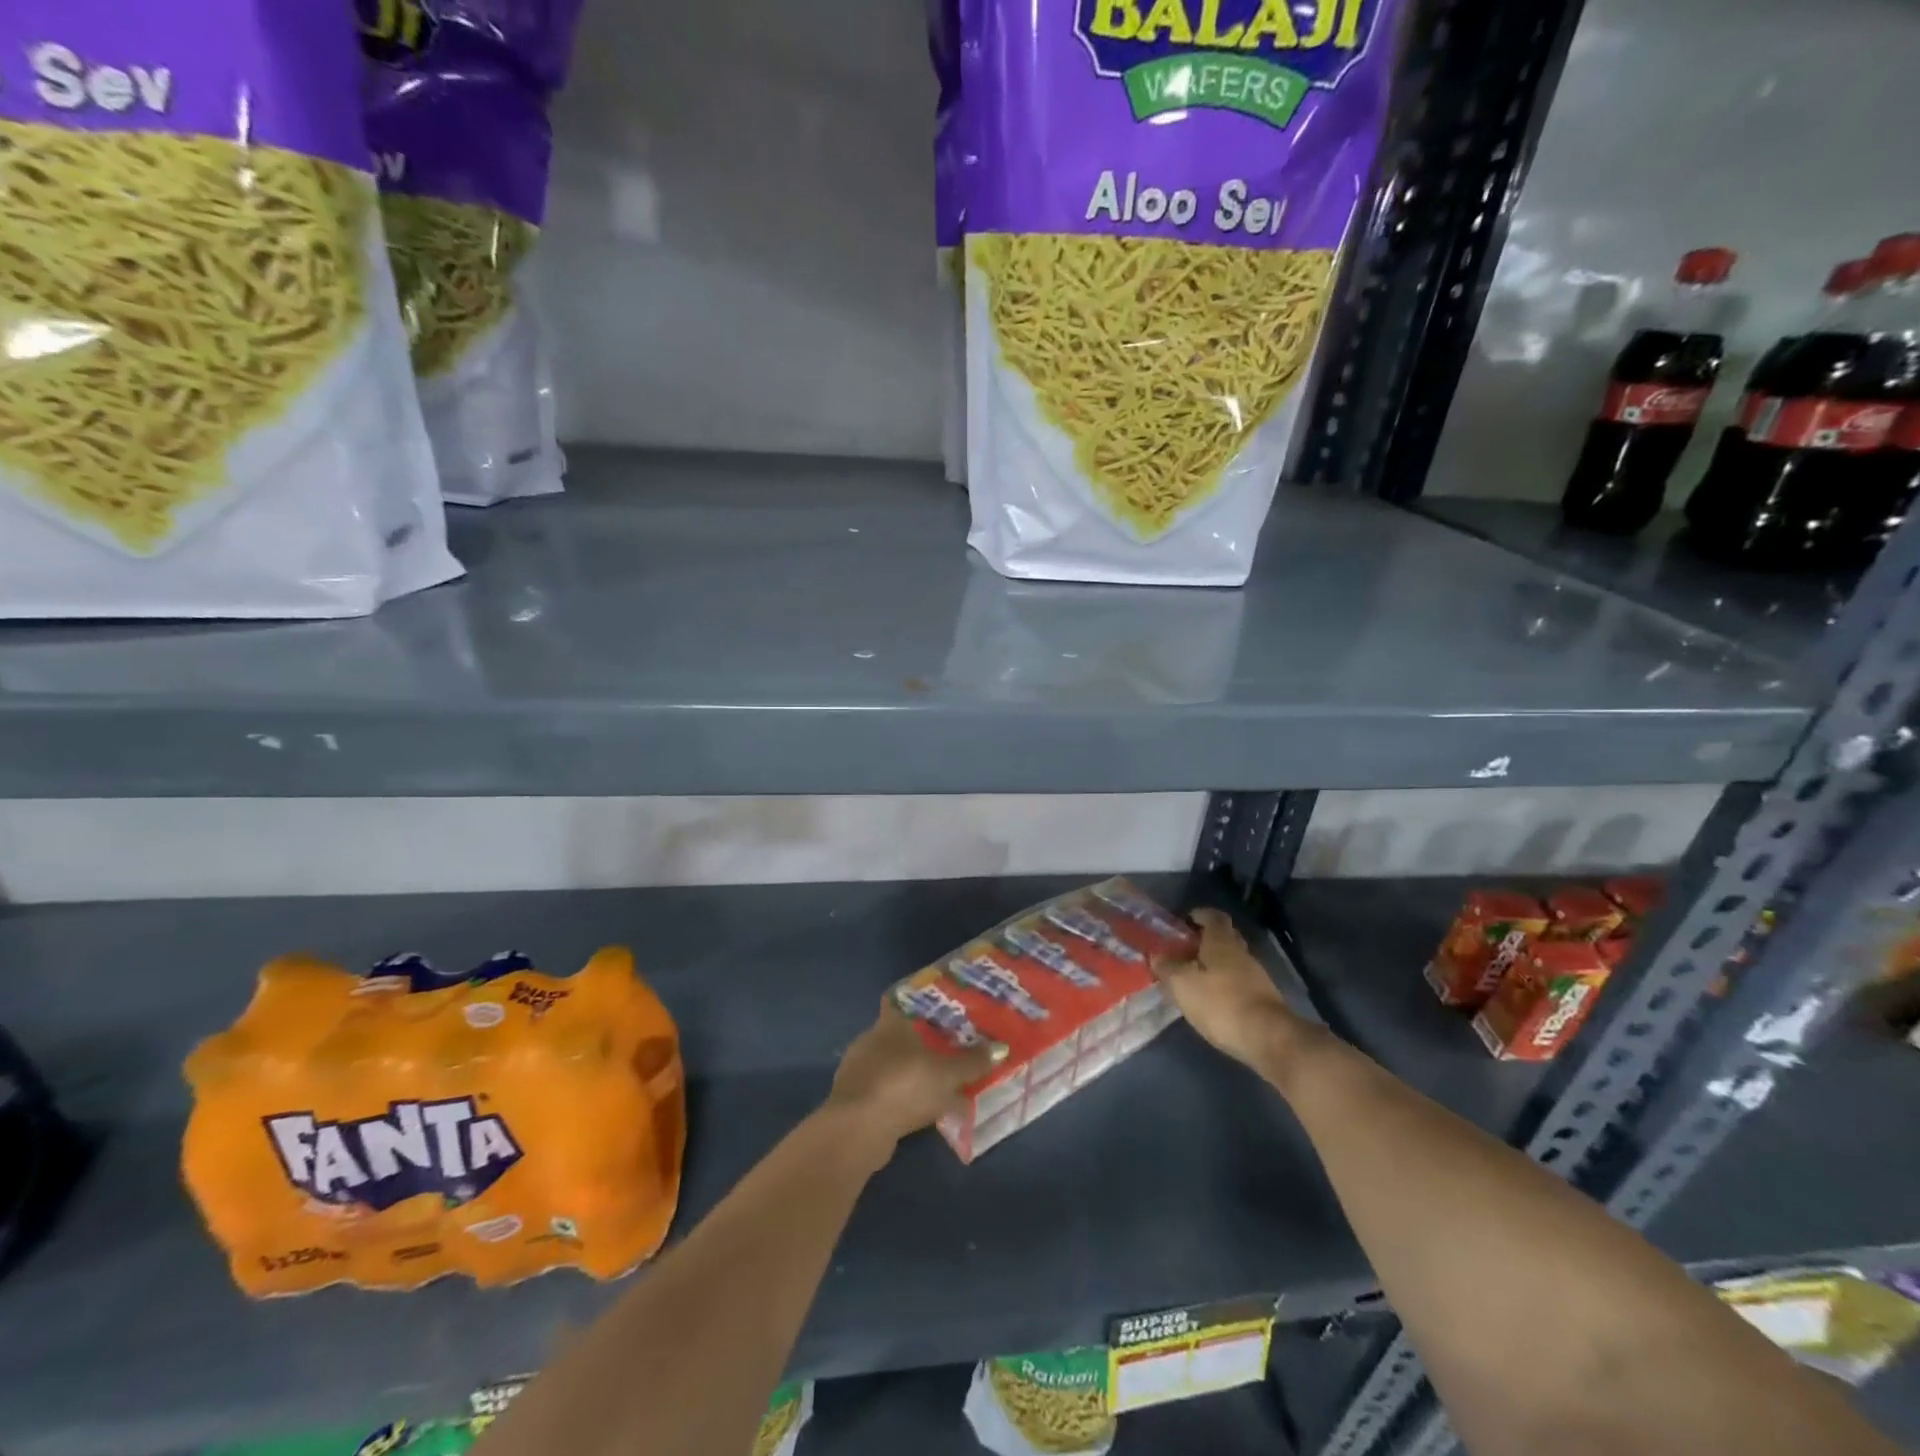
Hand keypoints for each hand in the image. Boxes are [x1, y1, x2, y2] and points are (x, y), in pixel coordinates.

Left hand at [826, 996, 1004, 1163]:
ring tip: (936, 1083)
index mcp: (890, 1023)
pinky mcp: (853, 1099)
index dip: (921, 1005)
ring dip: (910, 1073)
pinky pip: (883, 1090)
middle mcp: (870, 1039)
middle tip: (947, 1049)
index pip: (902, 1002)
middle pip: (899, 1034)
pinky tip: (917, 1110)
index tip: (941, 1010)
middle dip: (920, 1043)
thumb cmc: (904, 1086)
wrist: (857, 1130)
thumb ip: (973, 1062)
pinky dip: (899, 1096)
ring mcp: (858, 1069)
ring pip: (890, 1064)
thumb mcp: (947, 1074)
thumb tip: (1001, 1047)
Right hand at [1157, 908, 1303, 1067]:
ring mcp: (1256, 976)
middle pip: (1224, 937)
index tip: (1184, 922)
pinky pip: (1239, 982)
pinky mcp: (1263, 999)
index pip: (1214, 916)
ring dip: (1215, 965)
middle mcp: (1241, 953)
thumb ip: (1167, 968)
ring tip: (1194, 978)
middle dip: (1205, 941)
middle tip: (1184, 951)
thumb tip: (1156, 956)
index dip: (1200, 915)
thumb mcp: (1183, 985)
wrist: (1269, 1038)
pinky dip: (1225, 985)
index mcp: (1222, 942)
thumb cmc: (1220, 1003)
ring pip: (1232, 961)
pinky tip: (1212, 1000)